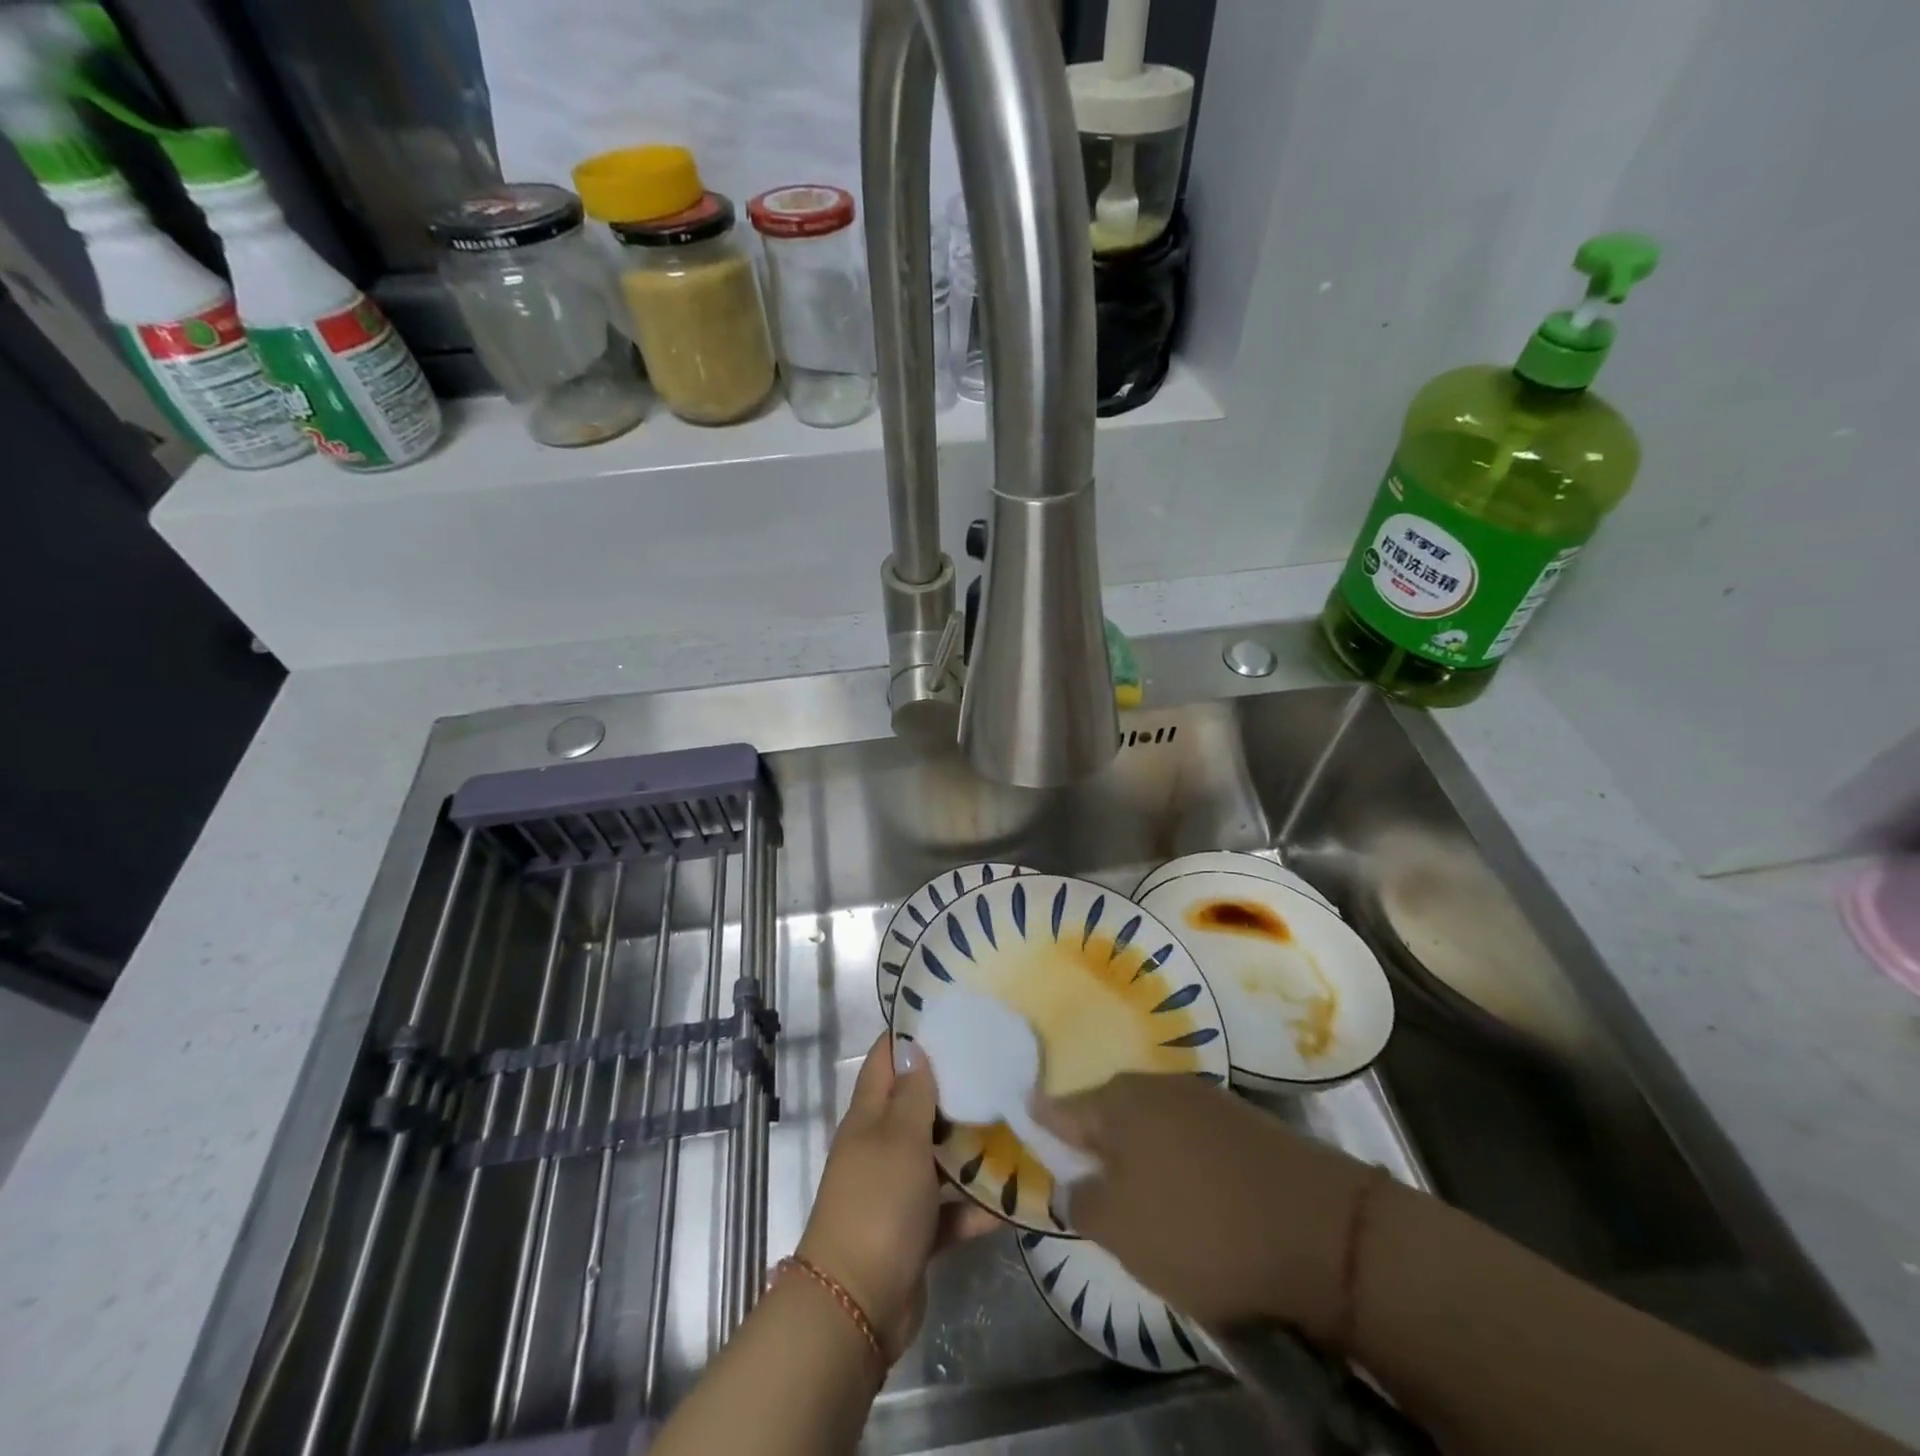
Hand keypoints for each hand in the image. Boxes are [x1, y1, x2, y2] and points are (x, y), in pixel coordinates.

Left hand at [796, 1035, 999, 1358]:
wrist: (857, 1305)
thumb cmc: (877, 1204)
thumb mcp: (898, 1138)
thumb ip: (912, 1095)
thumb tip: (915, 1049)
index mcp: (869, 1116)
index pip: (887, 1058)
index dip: (913, 1034)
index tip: (954, 1015)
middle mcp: (881, 1146)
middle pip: (918, 1105)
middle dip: (955, 1088)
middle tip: (1002, 1067)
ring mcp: (898, 1190)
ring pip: (939, 1156)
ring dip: (971, 1146)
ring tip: (1019, 1123)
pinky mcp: (916, 1230)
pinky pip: (951, 1208)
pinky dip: (977, 1205)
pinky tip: (1017, 1196)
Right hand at [1035, 1074, 1376, 1345]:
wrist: (1324, 1231)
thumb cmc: (1203, 1229)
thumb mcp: (1122, 1230)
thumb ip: (1081, 1200)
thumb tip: (1071, 1182)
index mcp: (1118, 1102)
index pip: (1059, 1108)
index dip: (1039, 1123)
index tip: (1022, 1129)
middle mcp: (1155, 1085)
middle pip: (1106, 1111)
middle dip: (1091, 1141)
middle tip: (1082, 1178)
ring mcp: (1202, 1097)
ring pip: (1148, 1122)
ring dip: (1135, 1151)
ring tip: (1133, 1191)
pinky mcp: (1241, 1121)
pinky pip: (1185, 1135)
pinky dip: (1173, 1158)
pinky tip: (1183, 1190)